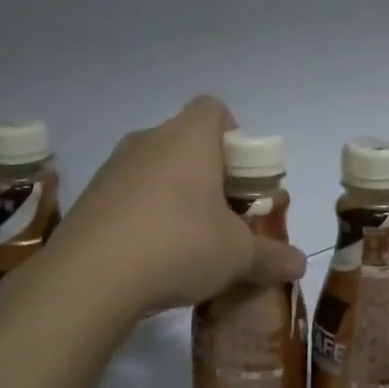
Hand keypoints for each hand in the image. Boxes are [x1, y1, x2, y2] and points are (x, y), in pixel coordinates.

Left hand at [47, 96, 306, 320]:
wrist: (89, 278)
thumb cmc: (179, 245)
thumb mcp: (237, 256)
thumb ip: (271, 256)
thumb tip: (300, 264)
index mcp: (189, 138)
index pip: (215, 110)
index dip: (235, 138)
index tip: (242, 180)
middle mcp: (148, 140)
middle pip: (186, 142)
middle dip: (208, 174)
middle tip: (223, 217)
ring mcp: (112, 168)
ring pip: (155, 170)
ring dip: (174, 197)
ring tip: (187, 243)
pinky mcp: (88, 199)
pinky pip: (127, 197)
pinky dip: (143, 216)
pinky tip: (151, 257)